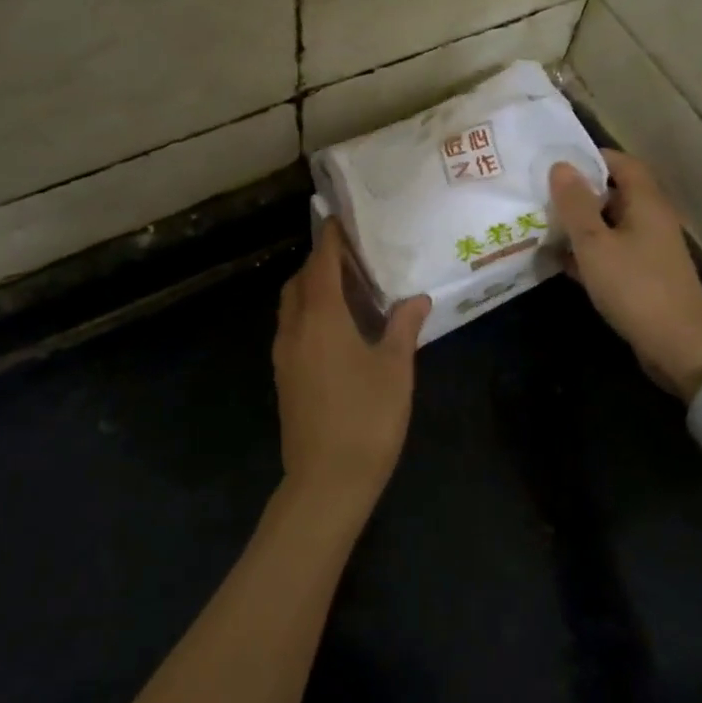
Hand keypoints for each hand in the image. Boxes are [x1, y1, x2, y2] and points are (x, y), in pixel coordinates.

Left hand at [272, 220, 429, 516]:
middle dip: (320, 263)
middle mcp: (294, 329)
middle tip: (354, 259)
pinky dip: (309, 314)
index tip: (342, 220)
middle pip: (299, 282)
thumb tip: (417, 298)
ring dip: (312, 289)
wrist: (325, 482)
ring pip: (292, 306)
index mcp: (321, 319)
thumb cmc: (366, 419)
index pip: (320, 264)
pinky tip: (338, 330)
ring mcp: (284, 355)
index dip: (330, 240)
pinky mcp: (284, 377)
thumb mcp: (395, 370)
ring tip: (349, 291)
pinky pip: (292, 328)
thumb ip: (403, 328)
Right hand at [550, 150, 701, 399]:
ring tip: (540, 223)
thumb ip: (575, 204)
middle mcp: (650, 219)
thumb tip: (560, 166)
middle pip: (613, 193)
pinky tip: (558, 260)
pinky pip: (610, 252)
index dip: (589, 157)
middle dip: (578, 192)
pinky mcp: (642, 276)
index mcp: (645, 202)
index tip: (554, 162)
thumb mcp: (595, 243)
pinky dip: (587, 252)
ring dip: (579, 224)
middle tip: (539, 192)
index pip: (620, 162)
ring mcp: (648, 249)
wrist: (679, 345)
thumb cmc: (635, 287)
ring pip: (608, 225)